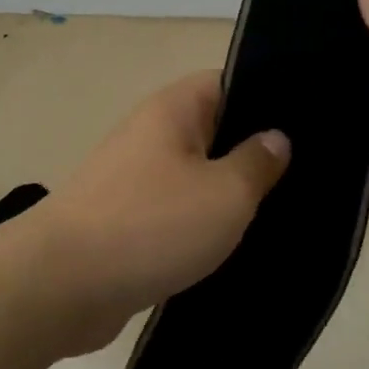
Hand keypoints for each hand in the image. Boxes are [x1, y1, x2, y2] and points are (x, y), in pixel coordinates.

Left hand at [36, 71, 288, 350]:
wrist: (61, 285)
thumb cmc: (151, 225)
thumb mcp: (225, 193)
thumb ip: (257, 162)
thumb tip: (277, 137)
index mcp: (174, 110)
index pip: (228, 82)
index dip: (268, 97)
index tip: (307, 124)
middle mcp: (152, 133)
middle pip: (214, 130)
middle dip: (253, 152)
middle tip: (305, 175)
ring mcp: (136, 177)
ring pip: (197, 174)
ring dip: (228, 194)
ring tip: (280, 211)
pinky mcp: (127, 220)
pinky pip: (177, 211)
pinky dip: (202, 225)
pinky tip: (235, 245)